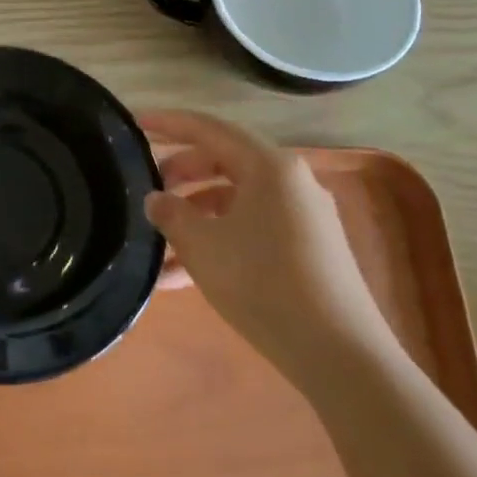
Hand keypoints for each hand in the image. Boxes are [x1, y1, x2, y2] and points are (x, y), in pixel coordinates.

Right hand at [141, 110, 393, 384]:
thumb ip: (171, 214)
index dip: (169, 123)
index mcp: (270, 166)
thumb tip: (157, 199)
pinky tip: (183, 276)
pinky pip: (252, 229)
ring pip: (235, 201)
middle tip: (147, 189)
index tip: (136, 122)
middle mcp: (291, 182)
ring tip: (157, 244)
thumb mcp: (202, 245)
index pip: (209, 129)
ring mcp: (304, 217)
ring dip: (195, 216)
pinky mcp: (309, 250)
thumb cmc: (262, 283)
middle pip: (224, 162)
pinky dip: (218, 241)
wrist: (339, 354)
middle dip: (181, 175)